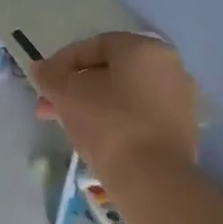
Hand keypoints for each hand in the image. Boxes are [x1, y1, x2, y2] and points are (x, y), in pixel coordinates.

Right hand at [30, 33, 198, 177]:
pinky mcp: (182, 129)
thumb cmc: (108, 124)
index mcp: (144, 49)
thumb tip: (40, 67)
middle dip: (74, 88)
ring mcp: (180, 99)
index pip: (96, 45)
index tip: (43, 83)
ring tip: (65, 125)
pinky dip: (115, 120)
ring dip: (91, 105)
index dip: (63, 62)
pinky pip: (139, 115)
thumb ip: (50, 75)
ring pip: (124, 95)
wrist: (152, 179)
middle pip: (110, 71)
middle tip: (48, 107)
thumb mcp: (67, 94)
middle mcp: (169, 67)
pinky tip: (94, 138)